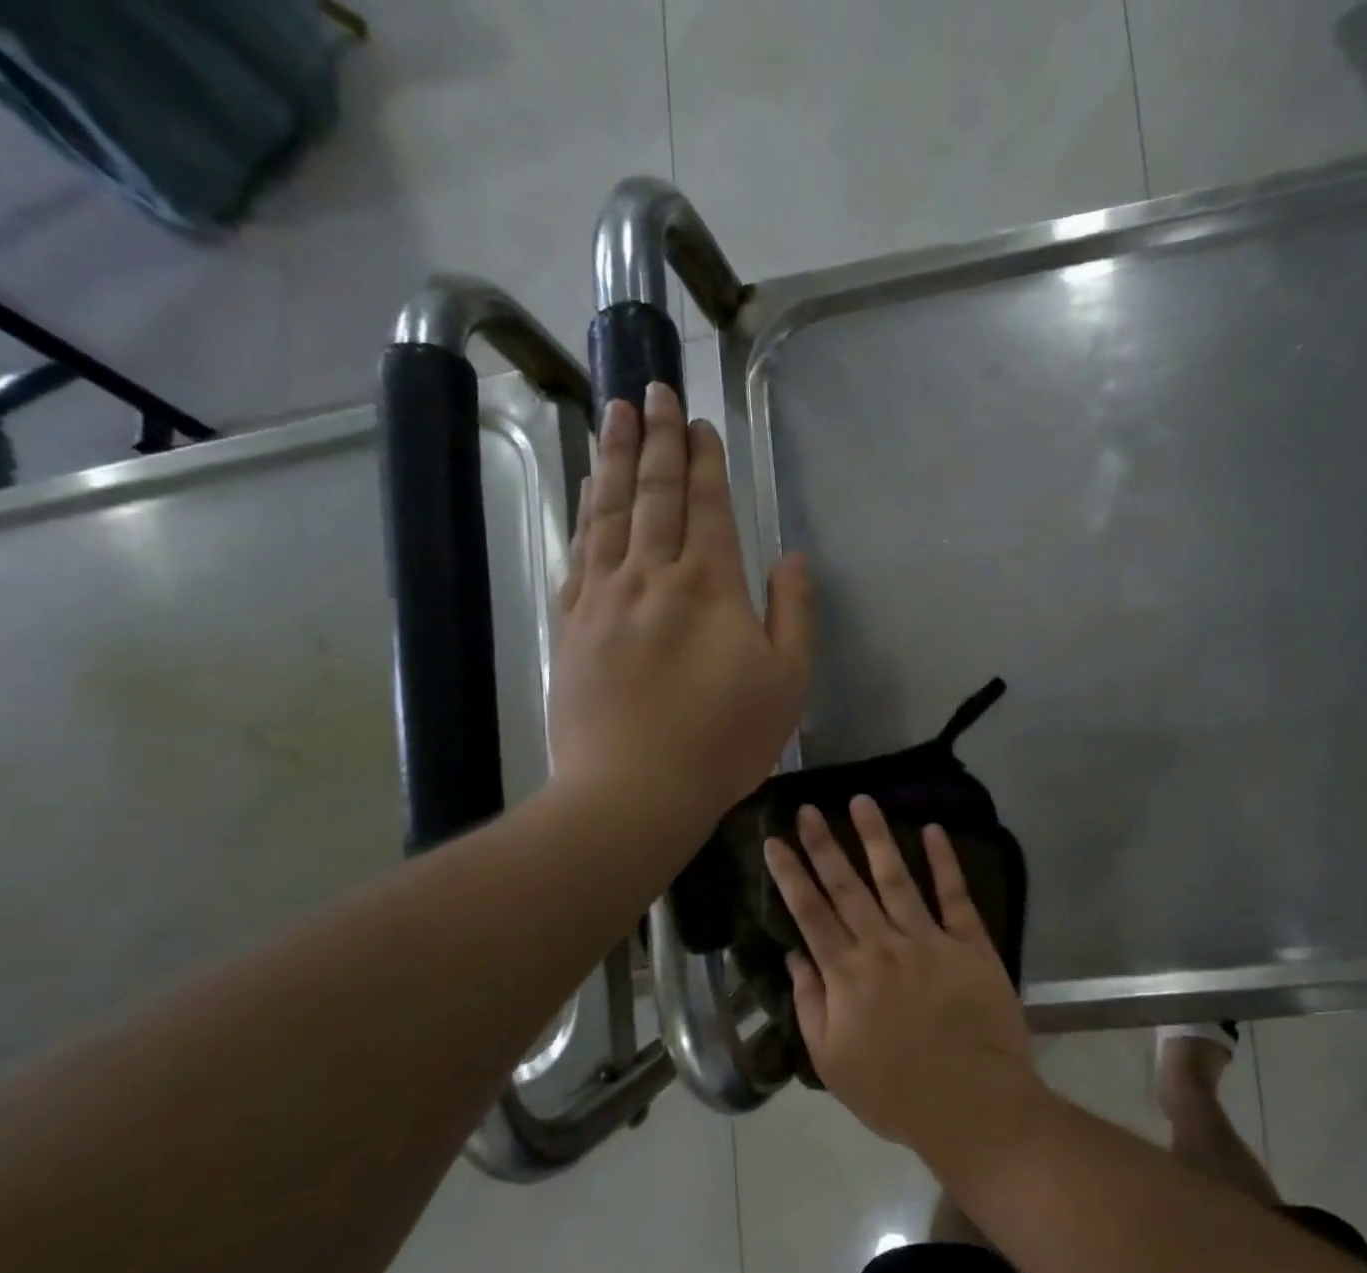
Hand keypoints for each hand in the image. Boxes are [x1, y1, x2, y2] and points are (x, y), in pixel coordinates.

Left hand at [550, 382, 812, 826]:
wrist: (634, 790)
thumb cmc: (724, 741)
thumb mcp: (788, 683)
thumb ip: (794, 614)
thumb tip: (792, 558)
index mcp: (709, 586)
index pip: (706, 506)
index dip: (704, 461)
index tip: (698, 420)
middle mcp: (652, 575)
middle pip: (655, 494)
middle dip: (657, 439)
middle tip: (651, 389)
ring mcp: (604, 597)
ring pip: (610, 512)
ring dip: (616, 459)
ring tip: (615, 415)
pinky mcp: (572, 624)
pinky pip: (579, 551)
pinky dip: (586, 512)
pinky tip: (590, 491)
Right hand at [763, 796, 1040, 1156]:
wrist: (972, 1104)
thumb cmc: (896, 1092)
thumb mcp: (833, 1061)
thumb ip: (811, 1004)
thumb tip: (795, 955)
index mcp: (847, 975)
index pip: (810, 913)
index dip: (790, 875)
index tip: (775, 840)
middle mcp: (883, 946)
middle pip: (846, 886)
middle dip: (824, 844)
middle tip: (809, 808)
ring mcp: (928, 940)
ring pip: (895, 878)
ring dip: (876, 837)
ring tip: (861, 801)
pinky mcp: (970, 943)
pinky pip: (955, 895)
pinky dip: (944, 861)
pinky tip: (933, 830)